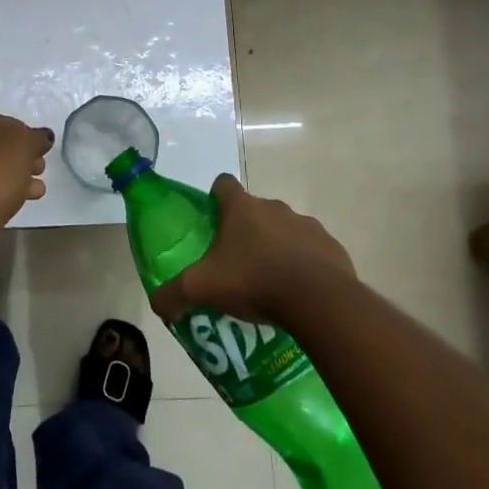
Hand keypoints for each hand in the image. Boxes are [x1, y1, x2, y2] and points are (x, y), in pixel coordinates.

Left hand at [0, 111, 52, 272]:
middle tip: (41, 169)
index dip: (27, 135)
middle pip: (0, 149)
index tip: (44, 150)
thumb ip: (36, 138)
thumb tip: (42, 137)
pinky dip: (6, 196)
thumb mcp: (24, 144)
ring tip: (38, 190)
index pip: (7, 123)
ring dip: (17, 179)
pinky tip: (21, 203)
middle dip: (23, 158)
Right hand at [148, 175, 354, 327]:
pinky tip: (298, 293)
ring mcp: (307, 225)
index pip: (223, 184)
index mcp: (241, 208)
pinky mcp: (332, 247)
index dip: (215, 198)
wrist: (318, 300)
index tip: (212, 220)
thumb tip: (156, 304)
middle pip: (254, 210)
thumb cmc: (253, 280)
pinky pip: (312, 251)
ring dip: (276, 248)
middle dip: (245, 231)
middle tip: (235, 264)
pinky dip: (304, 266)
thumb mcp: (201, 289)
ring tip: (269, 283)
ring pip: (285, 230)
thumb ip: (173, 294)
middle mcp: (274, 207)